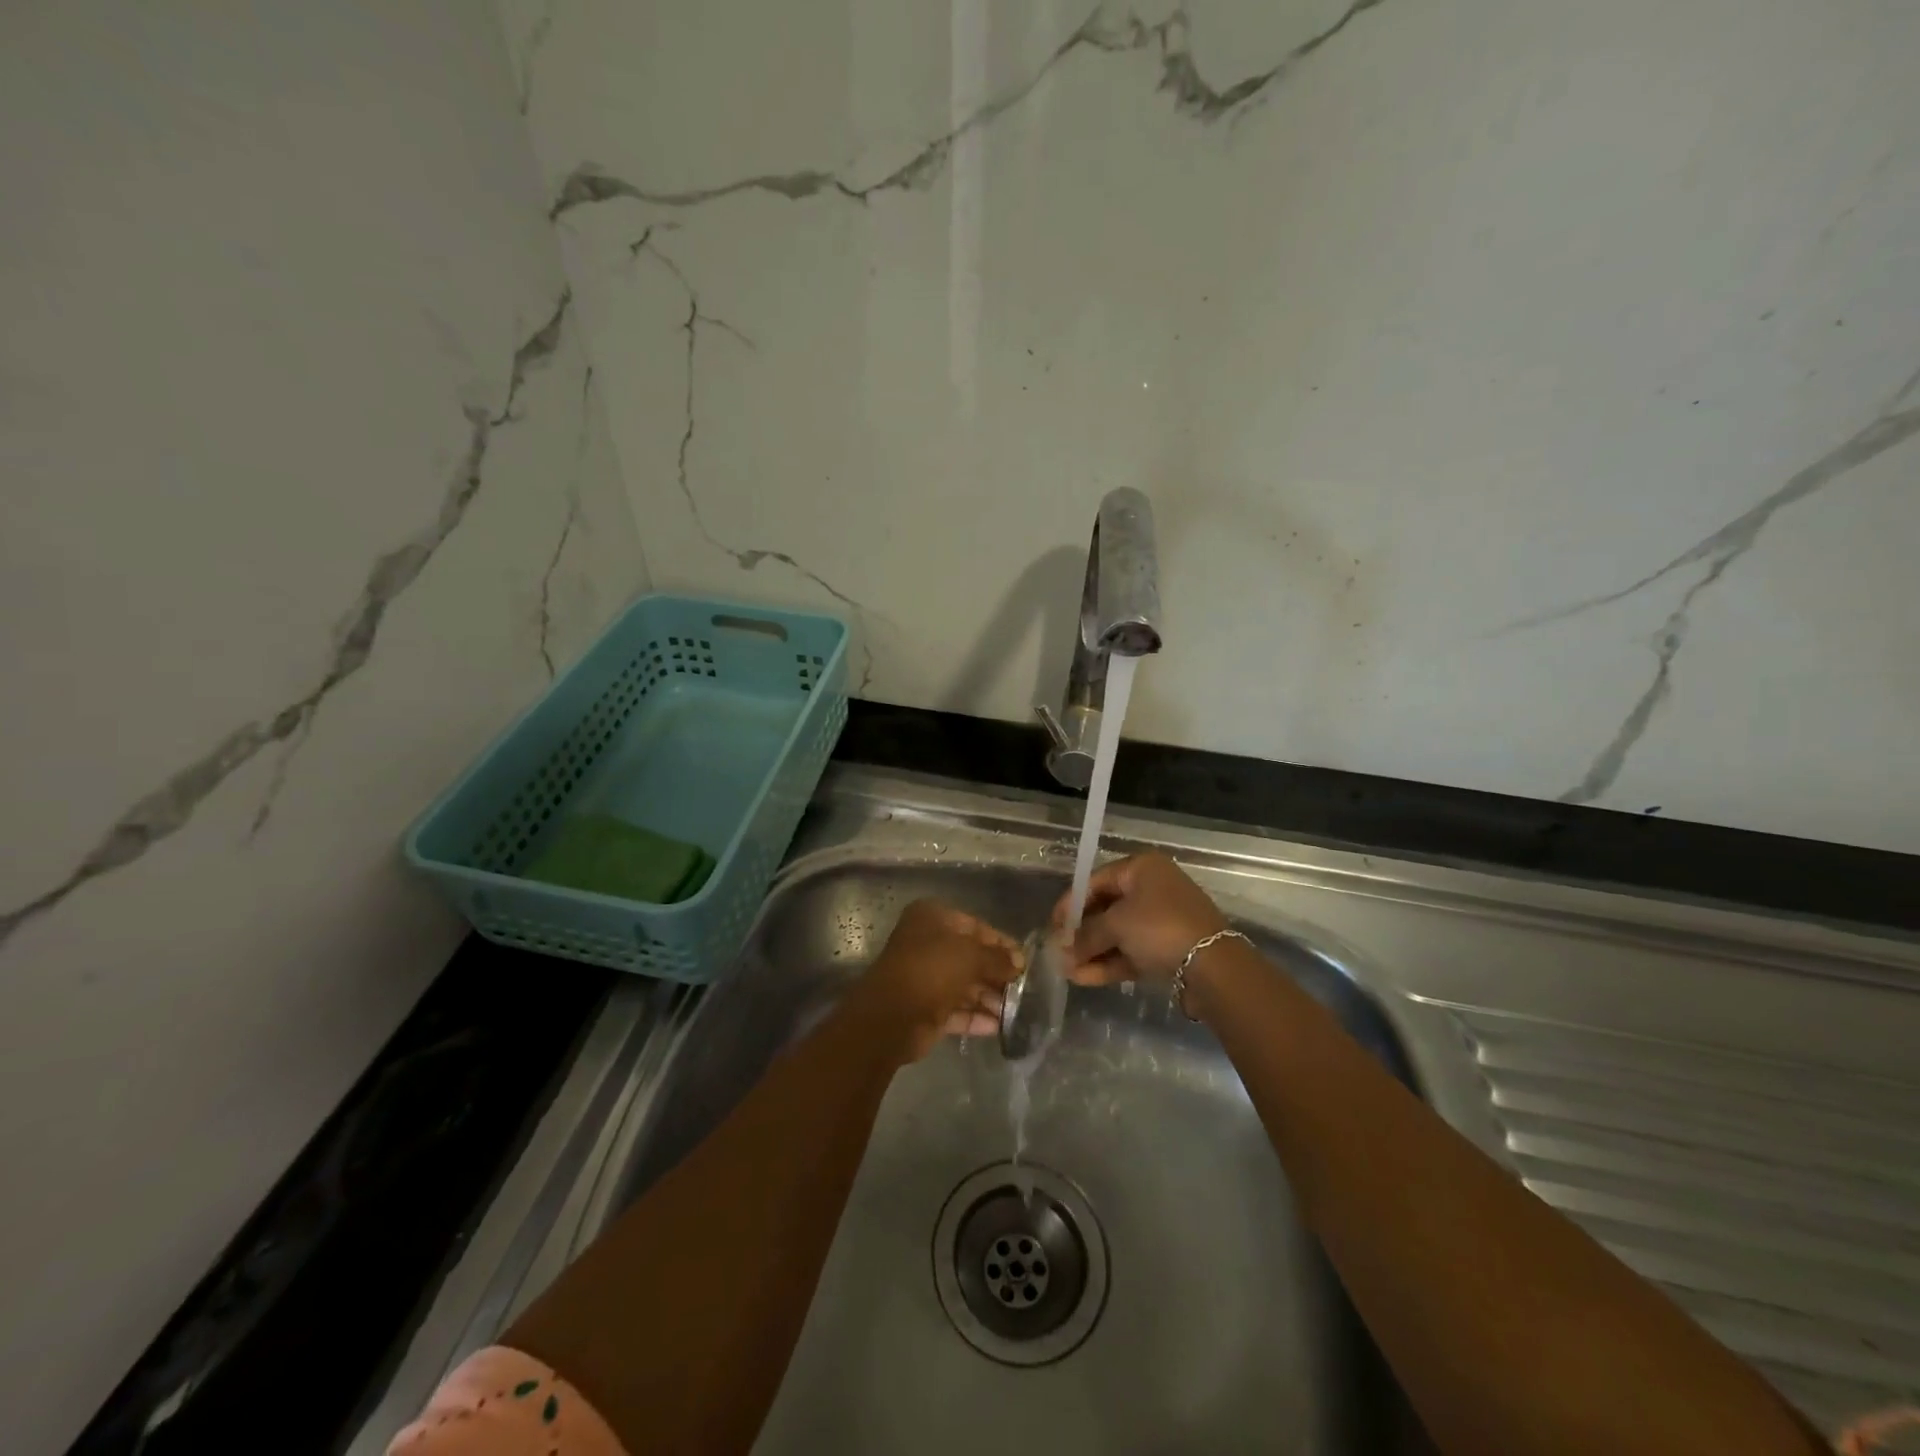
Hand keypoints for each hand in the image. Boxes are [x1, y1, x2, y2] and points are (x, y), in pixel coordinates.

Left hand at [850, 900, 1023, 1061]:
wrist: (891, 1017)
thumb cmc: (931, 970)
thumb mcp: (971, 955)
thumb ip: (998, 958)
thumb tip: (1019, 962)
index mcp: (932, 919)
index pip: (975, 926)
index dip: (1001, 943)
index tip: (1025, 960)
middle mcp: (926, 944)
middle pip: (970, 957)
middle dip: (997, 973)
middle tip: (1025, 988)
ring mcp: (924, 978)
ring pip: (964, 985)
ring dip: (990, 997)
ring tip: (1017, 1010)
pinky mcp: (926, 1009)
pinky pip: (957, 1010)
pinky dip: (976, 1017)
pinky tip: (999, 1026)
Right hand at [1051, 852, 1228, 985]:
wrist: (1213, 966)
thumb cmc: (1159, 928)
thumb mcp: (1115, 925)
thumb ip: (1085, 935)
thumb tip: (1062, 949)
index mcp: (1141, 868)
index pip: (1095, 880)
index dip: (1070, 904)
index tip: (1053, 926)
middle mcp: (1152, 888)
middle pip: (1106, 908)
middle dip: (1081, 933)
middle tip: (1059, 951)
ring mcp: (1161, 920)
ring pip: (1118, 933)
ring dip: (1092, 951)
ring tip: (1067, 970)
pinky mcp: (1168, 948)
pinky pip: (1131, 951)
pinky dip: (1109, 962)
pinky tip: (1084, 978)